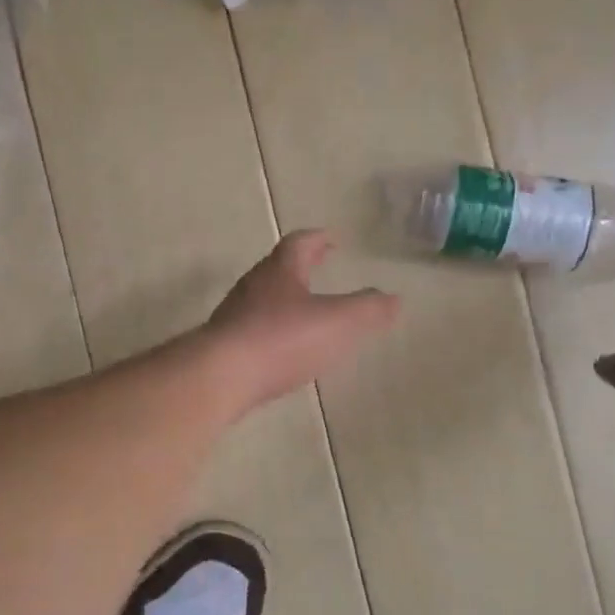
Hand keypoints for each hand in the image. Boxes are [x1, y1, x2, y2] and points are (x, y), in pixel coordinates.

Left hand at [206, 230, 398, 413]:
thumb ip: (368, 309)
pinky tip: (281, 349)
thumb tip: (393, 299)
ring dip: (284, 298)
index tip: (331, 238)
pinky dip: (271, 330)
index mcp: (280, 271)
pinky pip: (252, 329)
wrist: (220, 376)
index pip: (300, 243)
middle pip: (277, 268)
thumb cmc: (282, 339)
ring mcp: (234, 316)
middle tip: (319, 266)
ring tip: (304, 310)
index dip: (318, 239)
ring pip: (262, 298)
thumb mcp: (338, 322)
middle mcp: (253, 287)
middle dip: (300, 266)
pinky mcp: (224, 346)